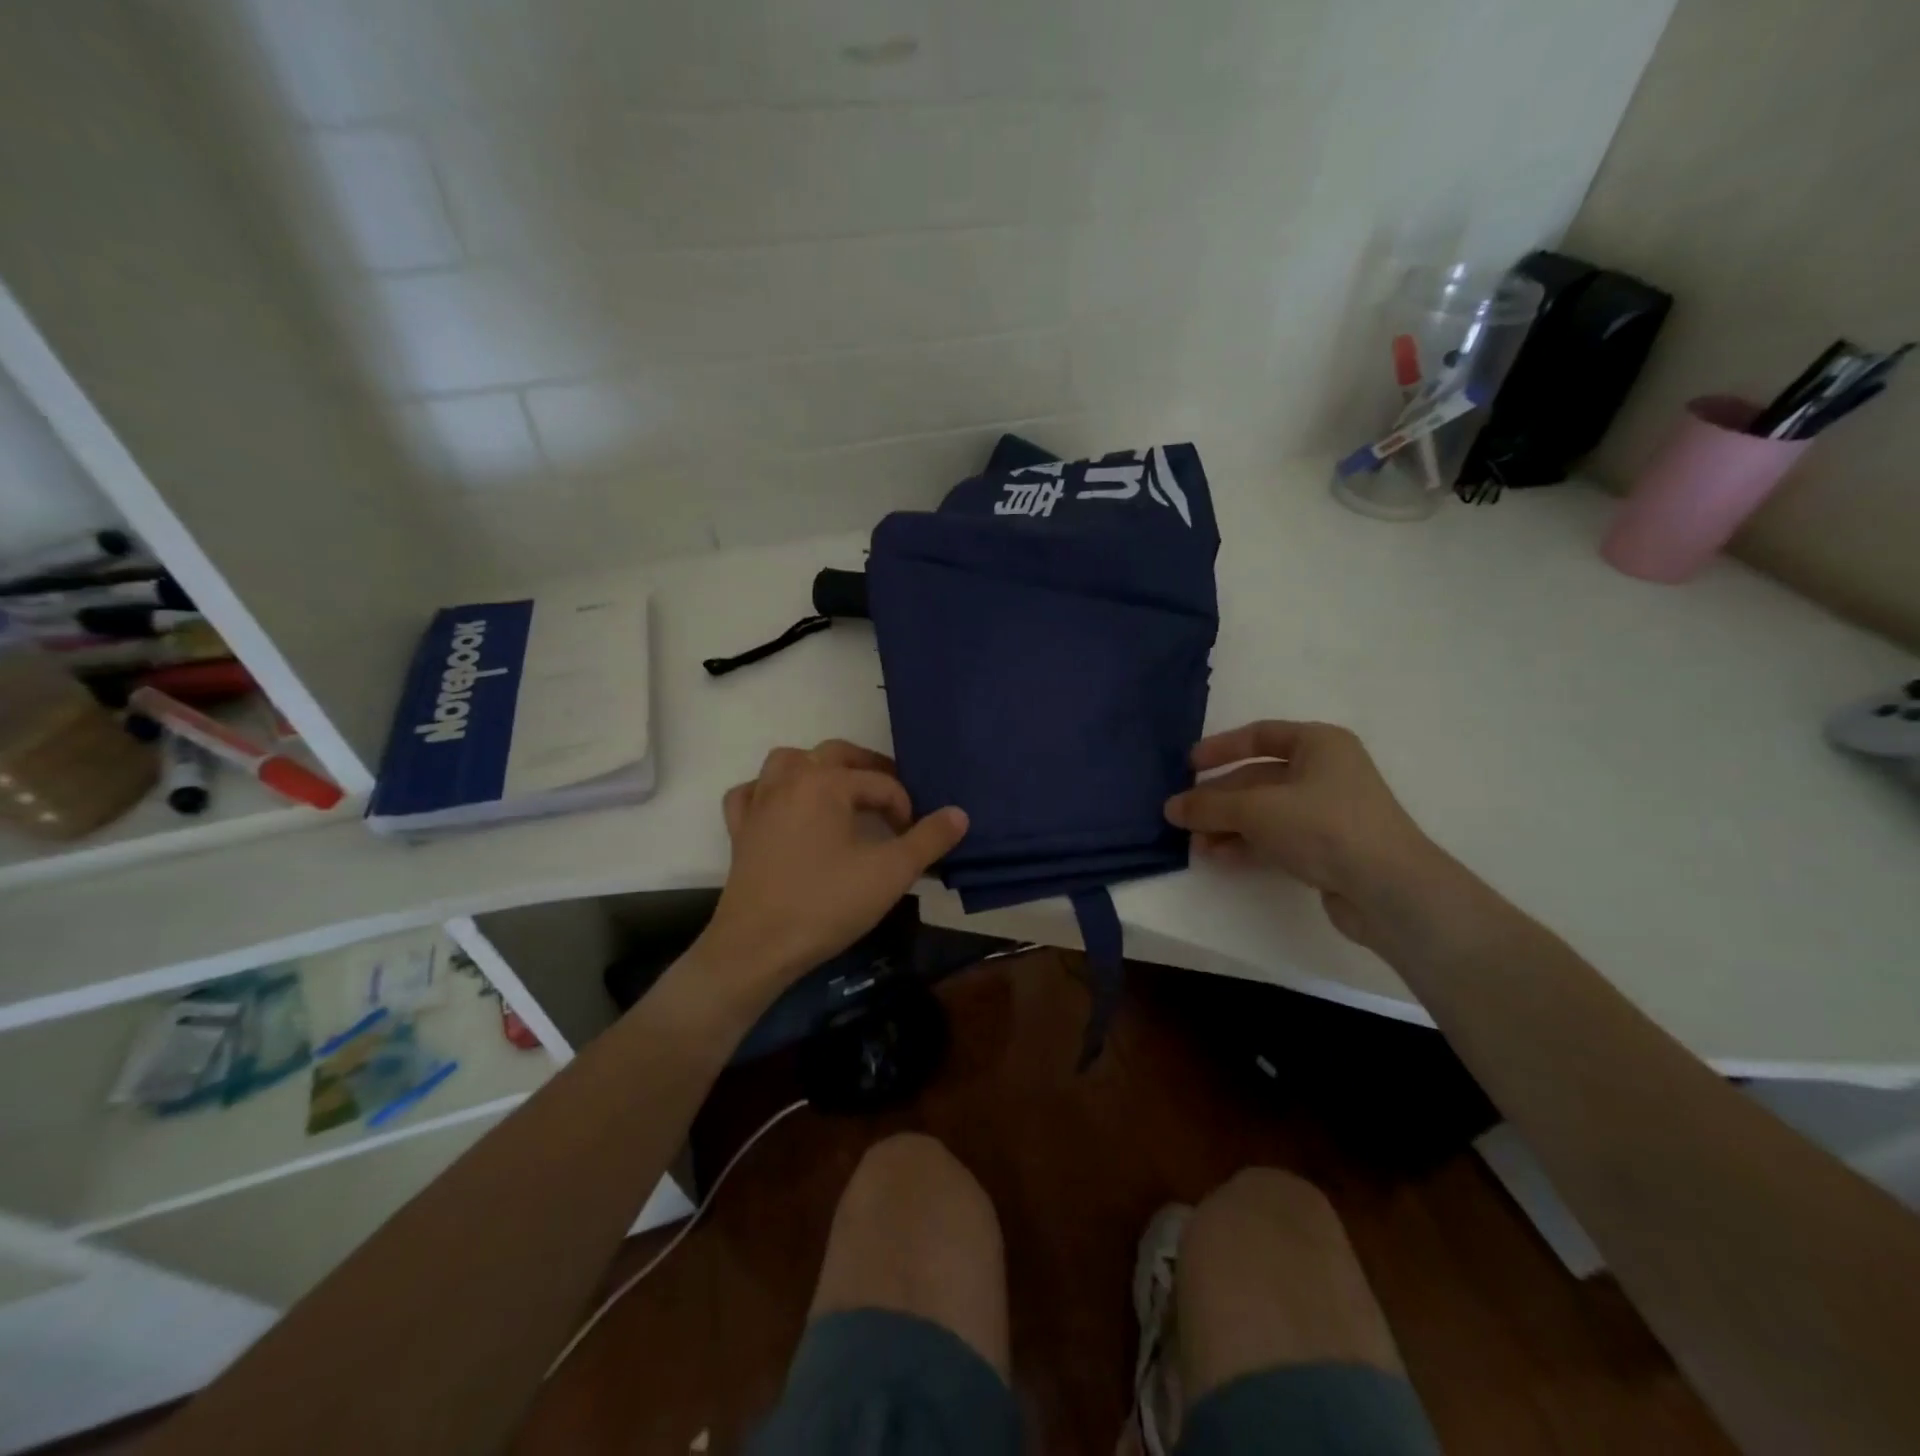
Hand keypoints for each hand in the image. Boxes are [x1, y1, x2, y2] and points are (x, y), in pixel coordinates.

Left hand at [702, 740, 968, 988]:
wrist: (758, 947)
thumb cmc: (827, 904)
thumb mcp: (890, 873)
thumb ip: (928, 839)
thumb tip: (959, 813)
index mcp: (826, 783)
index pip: (880, 783)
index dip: (905, 807)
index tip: (914, 838)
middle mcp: (790, 781)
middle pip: (835, 754)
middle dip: (867, 769)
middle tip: (889, 796)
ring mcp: (759, 803)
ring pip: (787, 762)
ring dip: (816, 767)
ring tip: (838, 791)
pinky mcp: (739, 829)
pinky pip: (751, 793)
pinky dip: (768, 792)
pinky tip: (782, 808)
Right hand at [1164, 721, 1443, 949]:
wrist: (1389, 889)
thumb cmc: (1324, 827)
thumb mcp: (1257, 810)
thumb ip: (1210, 806)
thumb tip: (1170, 807)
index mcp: (1318, 744)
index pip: (1260, 736)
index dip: (1221, 748)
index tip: (1188, 766)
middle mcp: (1326, 772)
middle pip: (1258, 778)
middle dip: (1219, 798)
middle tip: (1183, 815)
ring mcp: (1329, 812)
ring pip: (1265, 811)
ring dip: (1229, 825)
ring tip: (1195, 843)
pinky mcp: (1330, 848)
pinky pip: (1278, 837)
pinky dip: (1248, 843)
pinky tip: (1220, 857)